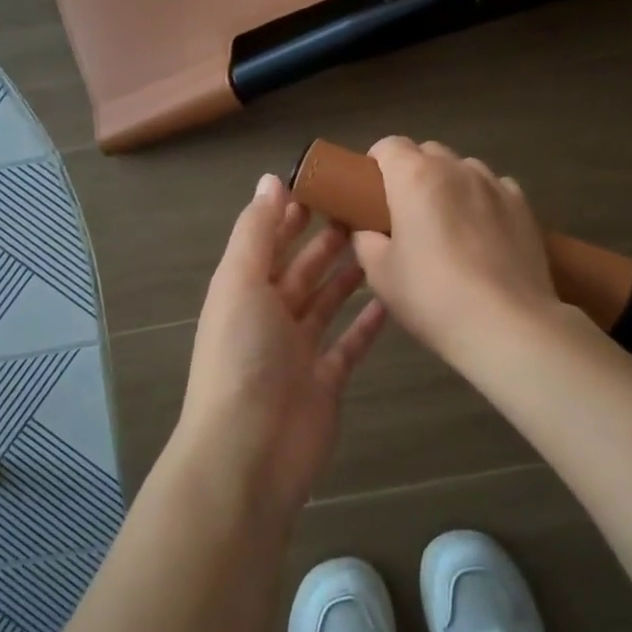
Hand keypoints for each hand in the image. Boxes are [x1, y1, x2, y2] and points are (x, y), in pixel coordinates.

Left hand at [172, 174, 387, 510]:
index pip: (270, 240)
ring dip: (349, 275)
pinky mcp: (326, 380)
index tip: (331, 183)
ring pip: (328, 303)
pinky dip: (367, 323)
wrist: (250, 451)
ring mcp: (298, 350)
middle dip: (329, 239)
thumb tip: (269, 179)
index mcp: (243, 290)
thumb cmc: (242, 356)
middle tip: (369, 210)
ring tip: (383, 244)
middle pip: (303, 270)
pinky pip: (349, 343)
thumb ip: (257, 232)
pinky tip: (391, 299)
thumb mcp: (240, 282)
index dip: (295, 212)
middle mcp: (269, 316)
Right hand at [350, 137, 559, 363]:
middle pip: (428, 152)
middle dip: (412, 172)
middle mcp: (456, 169)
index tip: (372, 191)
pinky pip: (495, 188)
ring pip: (464, 168)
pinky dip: (482, 199)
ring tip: (447, 222)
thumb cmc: (432, 296)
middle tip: (405, 211)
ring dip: (449, 184)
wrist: (506, 325)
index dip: (376, 162)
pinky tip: (482, 232)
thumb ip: (365, 240)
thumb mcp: (380, 274)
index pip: (389, 145)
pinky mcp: (523, 206)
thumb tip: (367, 231)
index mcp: (415, 177)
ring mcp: (495, 184)